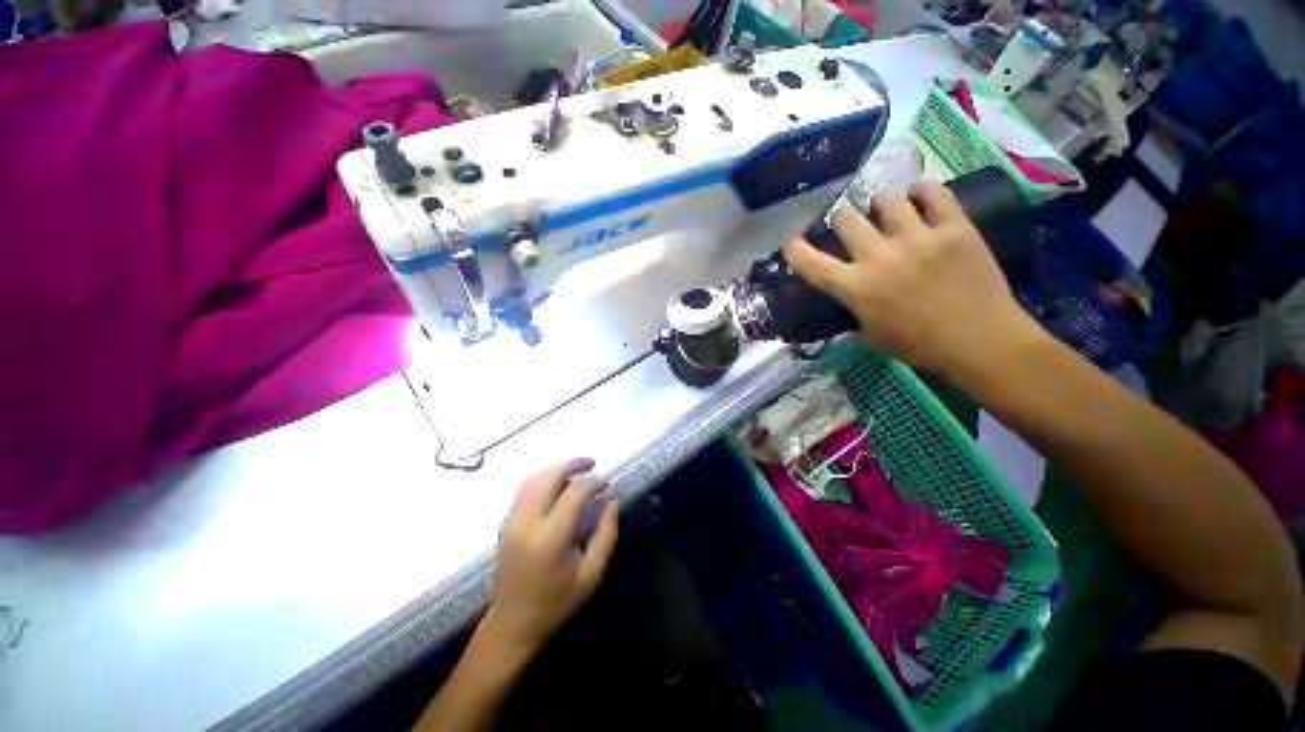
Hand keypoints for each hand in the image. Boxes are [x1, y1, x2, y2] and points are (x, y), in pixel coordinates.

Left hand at [482, 458, 618, 653]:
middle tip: (592, 462)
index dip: (594, 483)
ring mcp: (511, 520)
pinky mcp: (505, 523)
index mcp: (550, 537)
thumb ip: (606, 533)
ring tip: (577, 468)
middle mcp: (527, 522)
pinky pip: (524, 488)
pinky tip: (558, 482)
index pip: (574, 493)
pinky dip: (543, 477)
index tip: (607, 485)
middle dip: (572, 464)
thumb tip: (613, 499)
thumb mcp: (592, 573)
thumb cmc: (556, 602)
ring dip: (556, 468)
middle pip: (549, 476)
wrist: (511, 624)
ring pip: (533, 478)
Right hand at [784, 182, 1044, 377]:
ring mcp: (918, 238)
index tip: (792, 242)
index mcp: (855, 287)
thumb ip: (854, 309)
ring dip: (880, 204)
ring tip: (886, 208)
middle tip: (849, 224)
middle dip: (842, 219)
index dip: (795, 249)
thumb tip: (849, 296)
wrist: (980, 342)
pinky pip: (934, 193)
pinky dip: (922, 191)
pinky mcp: (954, 227)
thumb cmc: (919, 346)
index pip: (810, 262)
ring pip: (887, 200)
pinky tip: (919, 196)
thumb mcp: (871, 335)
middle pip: (847, 219)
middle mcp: (879, 256)